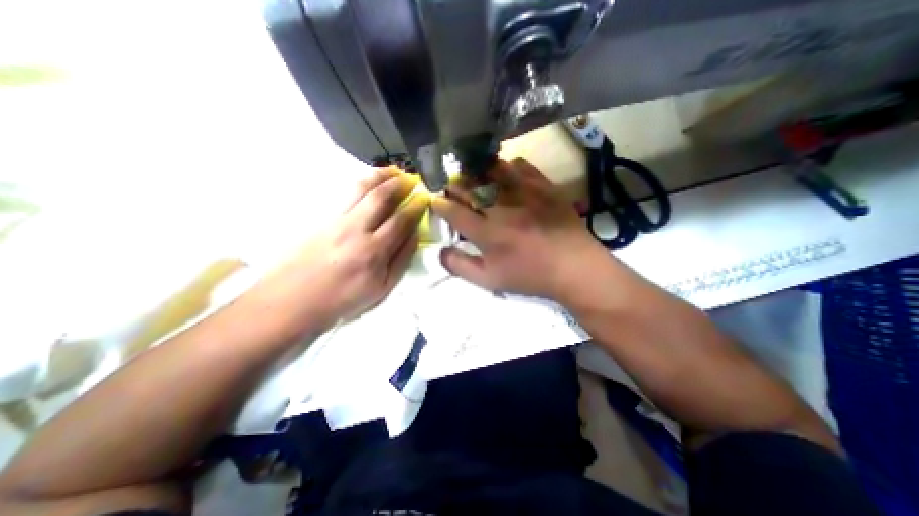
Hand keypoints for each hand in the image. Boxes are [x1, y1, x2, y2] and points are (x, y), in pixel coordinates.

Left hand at [255, 167, 426, 329]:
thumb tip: (415, 234)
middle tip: (413, 179)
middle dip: (400, 184)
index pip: (401, 220)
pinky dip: (363, 182)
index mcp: (374, 251)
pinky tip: (370, 182)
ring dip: (380, 176)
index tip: (425, 198)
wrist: (292, 301)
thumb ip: (402, 260)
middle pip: (381, 197)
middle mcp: (356, 229)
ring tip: (394, 171)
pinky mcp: (322, 217)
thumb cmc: (342, 300)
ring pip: (361, 188)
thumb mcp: (381, 289)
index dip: (416, 206)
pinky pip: (346, 193)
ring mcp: (336, 220)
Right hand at [433, 160, 608, 299]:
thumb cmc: (530, 276)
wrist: (574, 268)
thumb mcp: (490, 281)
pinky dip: (506, 167)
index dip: (440, 204)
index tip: (435, 200)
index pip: (454, 211)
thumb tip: (440, 251)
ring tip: (473, 176)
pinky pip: (519, 166)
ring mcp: (524, 193)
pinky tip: (504, 174)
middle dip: (454, 185)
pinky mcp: (543, 186)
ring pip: (491, 171)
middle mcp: (501, 207)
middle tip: (450, 186)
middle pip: (469, 187)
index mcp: (487, 232)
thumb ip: (460, 266)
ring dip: (477, 172)